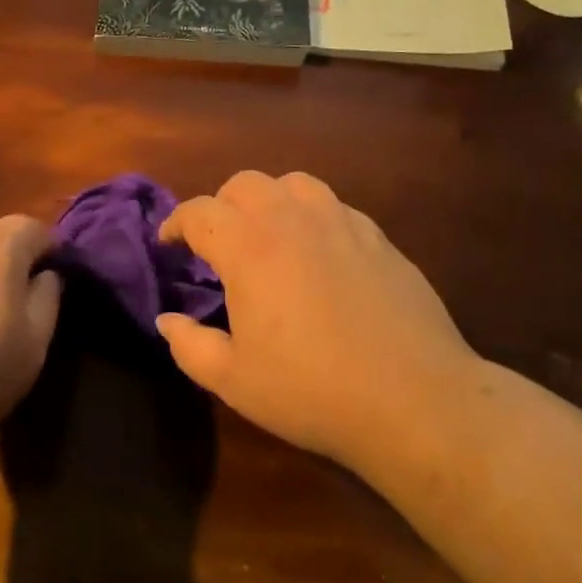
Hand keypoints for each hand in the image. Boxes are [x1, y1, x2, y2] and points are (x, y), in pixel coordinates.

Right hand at [157, 171, 484, 478]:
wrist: (413, 398)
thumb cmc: (311, 391)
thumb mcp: (233, 380)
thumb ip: (189, 345)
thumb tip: (168, 319)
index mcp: (249, 247)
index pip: (199, 212)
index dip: (175, 224)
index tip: (168, 244)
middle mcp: (294, 220)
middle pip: (246, 184)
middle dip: (222, 206)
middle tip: (218, 245)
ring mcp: (342, 223)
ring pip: (295, 184)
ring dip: (270, 201)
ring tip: (269, 237)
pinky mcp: (379, 238)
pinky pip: (335, 208)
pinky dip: (313, 218)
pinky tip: (319, 255)